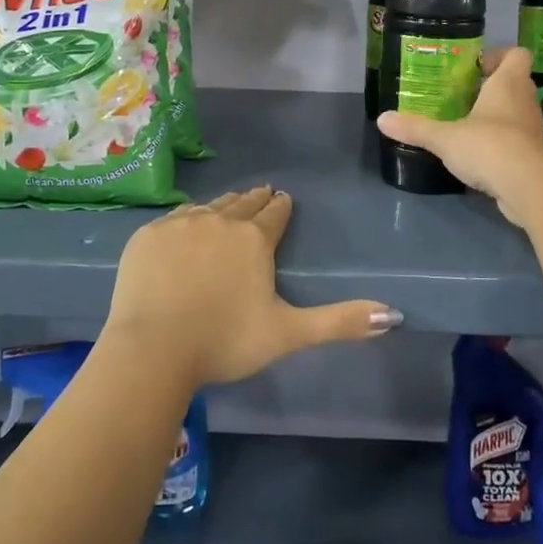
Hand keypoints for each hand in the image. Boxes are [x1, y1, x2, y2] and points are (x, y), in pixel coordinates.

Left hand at [102, 185, 401, 388]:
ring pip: (208, 206)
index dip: (281, 207)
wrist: (153, 349)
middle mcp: (219, 220)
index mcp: (254, 239)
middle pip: (242, 203)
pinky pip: (174, 217)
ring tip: (227, 206)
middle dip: (254, 200)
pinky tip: (186, 224)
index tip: (283, 199)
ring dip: (222, 206)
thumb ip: (340, 321)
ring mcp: (180, 224)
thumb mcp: (288, 333)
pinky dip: (186, 218)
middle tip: (260, 194)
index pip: (275, 213)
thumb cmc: (225, 341)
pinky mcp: (148, 236)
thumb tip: (394, 314)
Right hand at [376, 47, 542, 225]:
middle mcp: (525, 100)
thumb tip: (382, 119)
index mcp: (508, 83)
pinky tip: (477, 153)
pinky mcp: (534, 154)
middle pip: (514, 82)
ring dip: (495, 115)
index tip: (474, 67)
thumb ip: (415, 127)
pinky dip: (500, 141)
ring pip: (516, 111)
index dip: (498, 56)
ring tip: (465, 123)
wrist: (529, 188)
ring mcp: (533, 129)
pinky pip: (517, 138)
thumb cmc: (489, 147)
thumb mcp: (445, 137)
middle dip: (489, 86)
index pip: (517, 54)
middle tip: (460, 95)